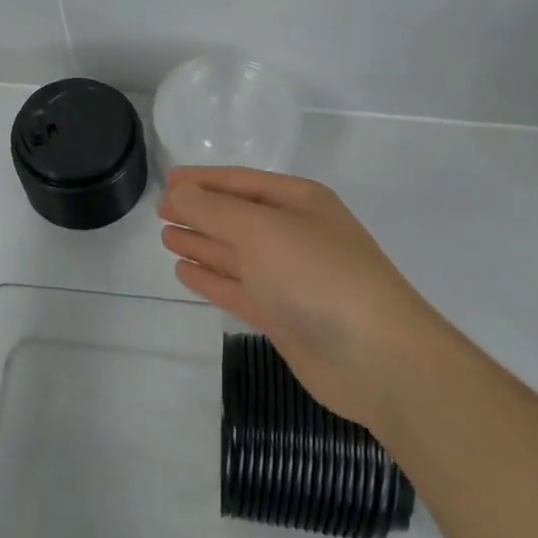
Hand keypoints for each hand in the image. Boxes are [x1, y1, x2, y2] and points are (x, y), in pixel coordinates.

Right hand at [158, 166, 431, 430]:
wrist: (377, 357)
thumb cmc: (317, 275)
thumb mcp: (260, 230)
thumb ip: (213, 210)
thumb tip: (178, 192)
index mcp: (300, 202)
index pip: (241, 182)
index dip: (203, 180)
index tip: (167, 181)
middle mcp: (295, 235)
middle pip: (237, 217)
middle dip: (200, 212)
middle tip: (160, 211)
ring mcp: (290, 278)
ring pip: (236, 254)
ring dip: (202, 243)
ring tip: (166, 237)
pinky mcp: (284, 316)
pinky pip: (239, 289)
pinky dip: (212, 279)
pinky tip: (185, 271)